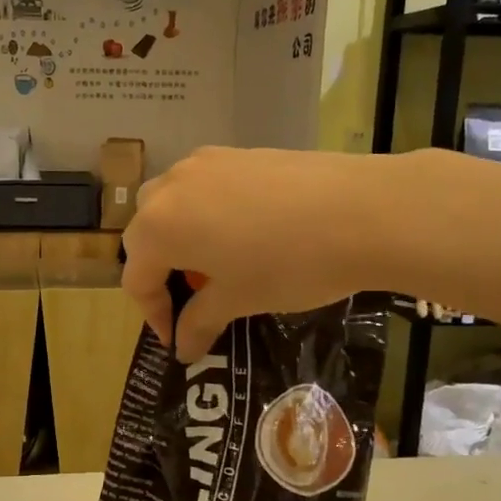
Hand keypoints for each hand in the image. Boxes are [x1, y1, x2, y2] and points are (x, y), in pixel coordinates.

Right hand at [121, 146, 390, 361]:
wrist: (363, 210)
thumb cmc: (288, 264)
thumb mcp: (239, 299)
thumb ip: (200, 321)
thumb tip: (183, 348)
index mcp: (159, 226)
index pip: (136, 278)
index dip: (153, 314)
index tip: (178, 339)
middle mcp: (170, 187)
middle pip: (146, 234)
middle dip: (160, 271)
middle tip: (191, 300)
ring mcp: (205, 163)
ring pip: (172, 204)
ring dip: (180, 237)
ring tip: (214, 264)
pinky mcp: (238, 153)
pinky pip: (204, 187)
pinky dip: (208, 214)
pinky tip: (244, 234)